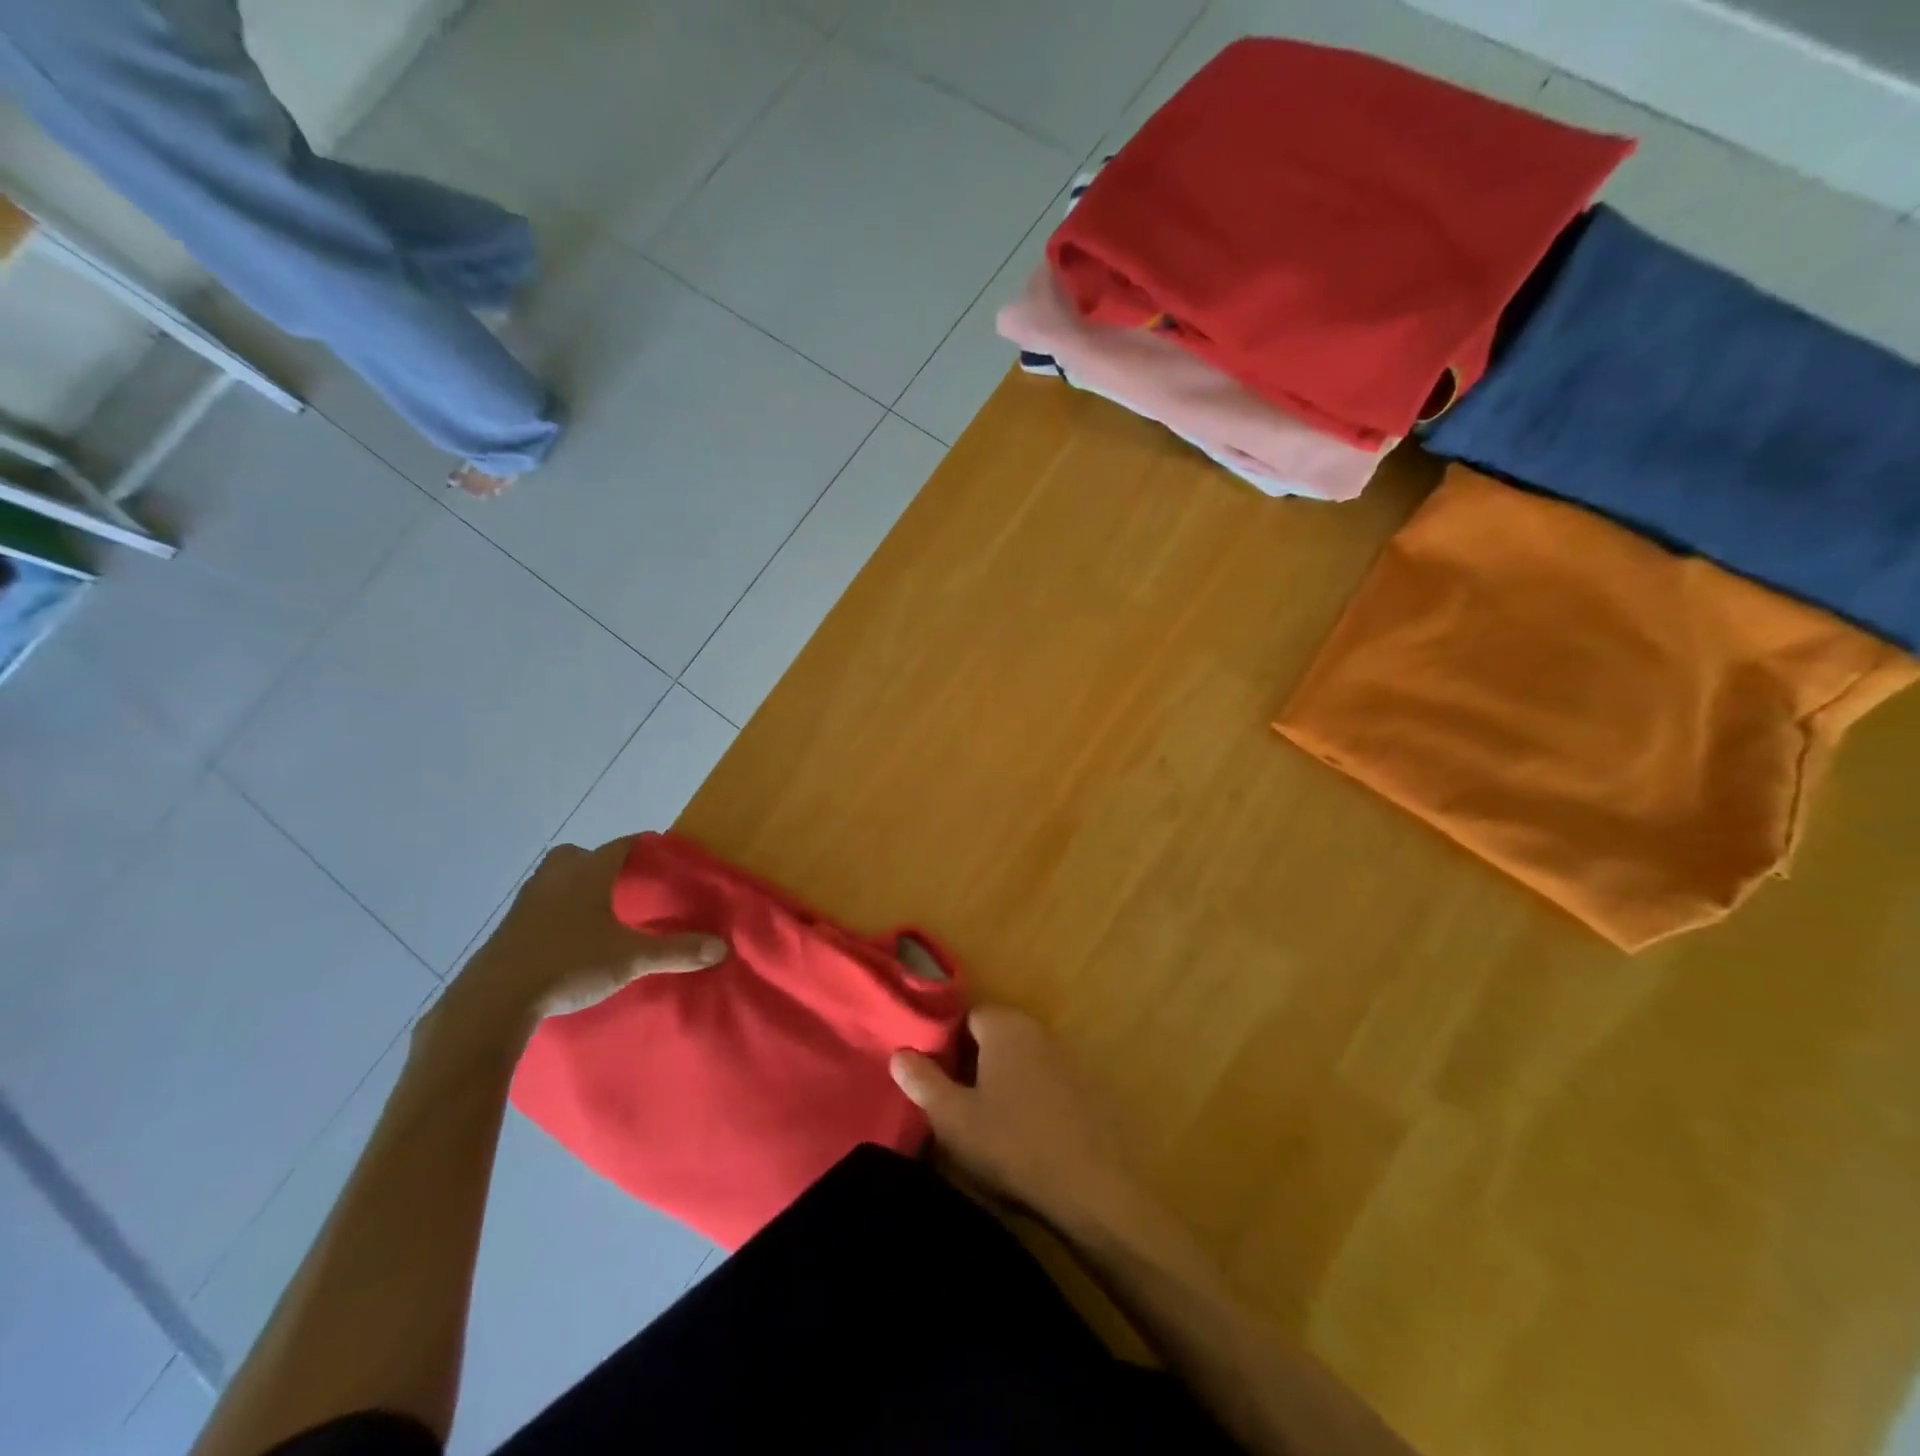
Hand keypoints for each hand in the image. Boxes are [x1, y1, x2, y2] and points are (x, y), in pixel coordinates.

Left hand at [430, 840, 726, 1045]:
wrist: (494, 1001)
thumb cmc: (569, 964)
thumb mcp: (631, 959)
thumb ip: (676, 951)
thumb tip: (722, 947)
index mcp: (588, 873)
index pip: (620, 846)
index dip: (642, 846)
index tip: (660, 853)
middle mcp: (555, 878)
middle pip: (578, 854)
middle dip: (599, 862)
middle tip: (621, 882)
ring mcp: (526, 902)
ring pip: (553, 879)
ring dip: (573, 886)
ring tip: (596, 910)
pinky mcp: (508, 929)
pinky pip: (537, 906)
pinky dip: (554, 912)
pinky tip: (566, 937)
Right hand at [891, 1006, 1138, 1232]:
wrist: (1091, 1187)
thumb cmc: (1012, 1144)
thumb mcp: (953, 1118)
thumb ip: (922, 1081)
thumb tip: (899, 1053)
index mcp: (1004, 1025)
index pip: (965, 1017)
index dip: (944, 1045)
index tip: (932, 1079)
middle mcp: (1035, 1029)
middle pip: (991, 1036)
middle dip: (970, 1064)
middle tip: (952, 1104)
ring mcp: (1063, 1057)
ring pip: (1016, 1060)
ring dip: (999, 1082)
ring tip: (982, 1123)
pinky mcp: (1083, 1087)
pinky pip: (1041, 1081)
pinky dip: (1026, 1098)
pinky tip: (1019, 1134)